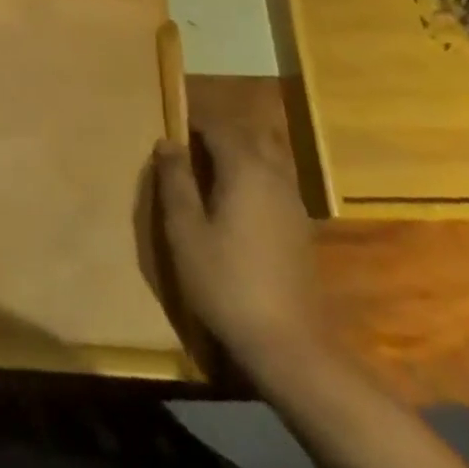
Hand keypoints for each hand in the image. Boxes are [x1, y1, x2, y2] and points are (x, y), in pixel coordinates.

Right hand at [149, 113, 323, 365]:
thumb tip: (168, 142)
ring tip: (209, 172)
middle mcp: (274, 177)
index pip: (219, 128)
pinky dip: (256, 177)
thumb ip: (176, 181)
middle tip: (189, 149)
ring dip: (241, 154)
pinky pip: (276, 182)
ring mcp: (293, 203)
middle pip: (250, 137)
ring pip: (269, 158)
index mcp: (245, 169)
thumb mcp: (185, 230)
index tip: (171, 132)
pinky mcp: (300, 228)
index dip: (194, 125)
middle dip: (220, 134)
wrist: (288, 343)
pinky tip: (236, 203)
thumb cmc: (225, 281)